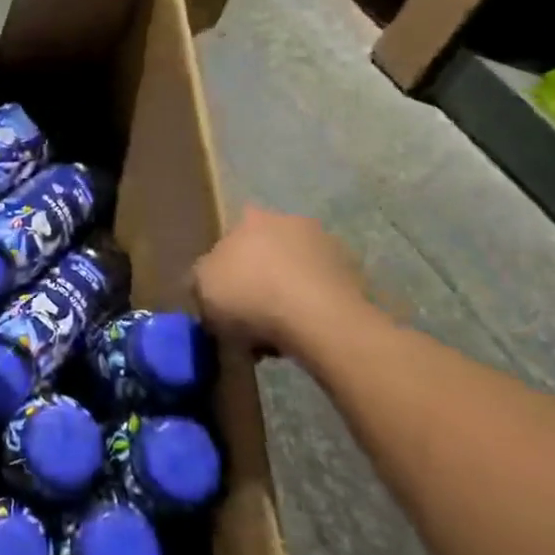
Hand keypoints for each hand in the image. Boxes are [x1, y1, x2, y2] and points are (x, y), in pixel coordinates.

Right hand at [194, 205, 369, 353]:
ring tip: (276, 335)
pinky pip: (320, 293)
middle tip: (249, 317)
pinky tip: (302, 336)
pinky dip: (311, 310)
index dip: (225, 269)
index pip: (231, 238)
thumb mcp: (201, 288)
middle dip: (258, 279)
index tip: (224, 298)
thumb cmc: (250, 296)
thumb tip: (207, 283)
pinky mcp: (354, 275)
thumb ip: (200, 280)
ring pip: (295, 273)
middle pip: (265, 253)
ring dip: (286, 295)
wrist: (319, 321)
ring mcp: (326, 246)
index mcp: (250, 218)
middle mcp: (289, 221)